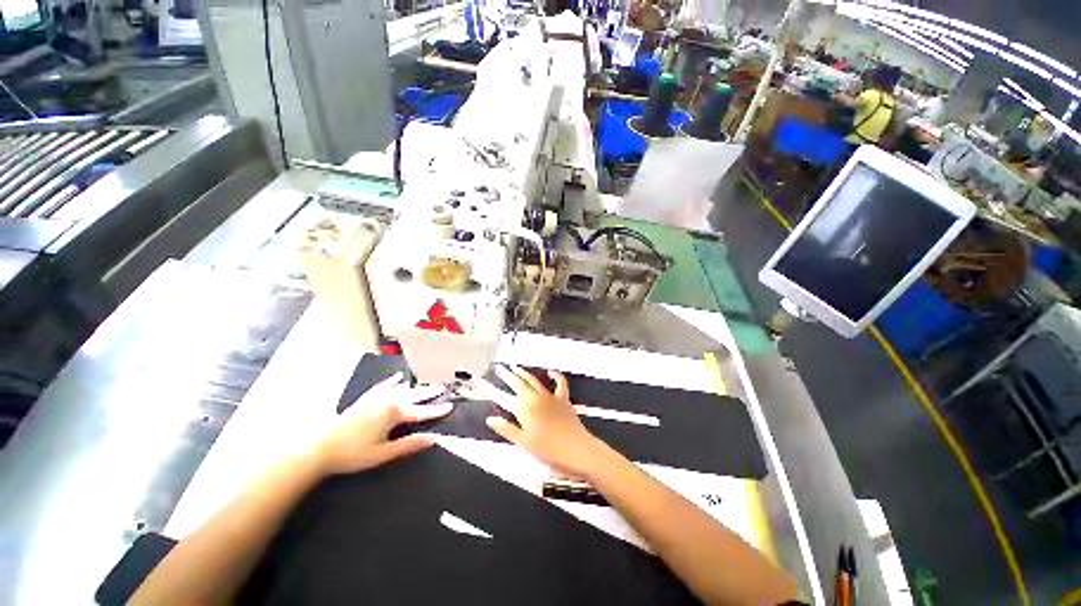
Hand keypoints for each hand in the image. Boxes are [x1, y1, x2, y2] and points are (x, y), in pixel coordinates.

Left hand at [313, 373, 452, 475]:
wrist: (319, 447)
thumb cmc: (352, 454)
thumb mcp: (382, 454)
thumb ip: (408, 445)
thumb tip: (432, 438)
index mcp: (393, 414)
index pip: (421, 412)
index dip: (436, 411)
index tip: (451, 407)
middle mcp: (388, 401)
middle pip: (414, 395)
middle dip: (430, 392)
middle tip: (443, 388)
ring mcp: (376, 398)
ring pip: (401, 389)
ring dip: (416, 387)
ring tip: (426, 384)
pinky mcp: (366, 399)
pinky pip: (384, 386)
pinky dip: (393, 381)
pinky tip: (397, 377)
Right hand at [478, 365, 607, 477]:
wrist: (576, 449)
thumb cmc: (547, 450)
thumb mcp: (523, 443)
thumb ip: (506, 429)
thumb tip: (490, 419)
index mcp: (523, 409)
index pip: (502, 397)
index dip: (490, 390)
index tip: (481, 382)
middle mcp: (534, 398)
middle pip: (518, 383)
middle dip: (507, 375)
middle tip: (499, 367)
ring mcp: (550, 397)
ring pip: (534, 381)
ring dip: (524, 373)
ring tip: (516, 367)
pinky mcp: (563, 399)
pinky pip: (560, 383)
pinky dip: (556, 376)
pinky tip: (551, 371)